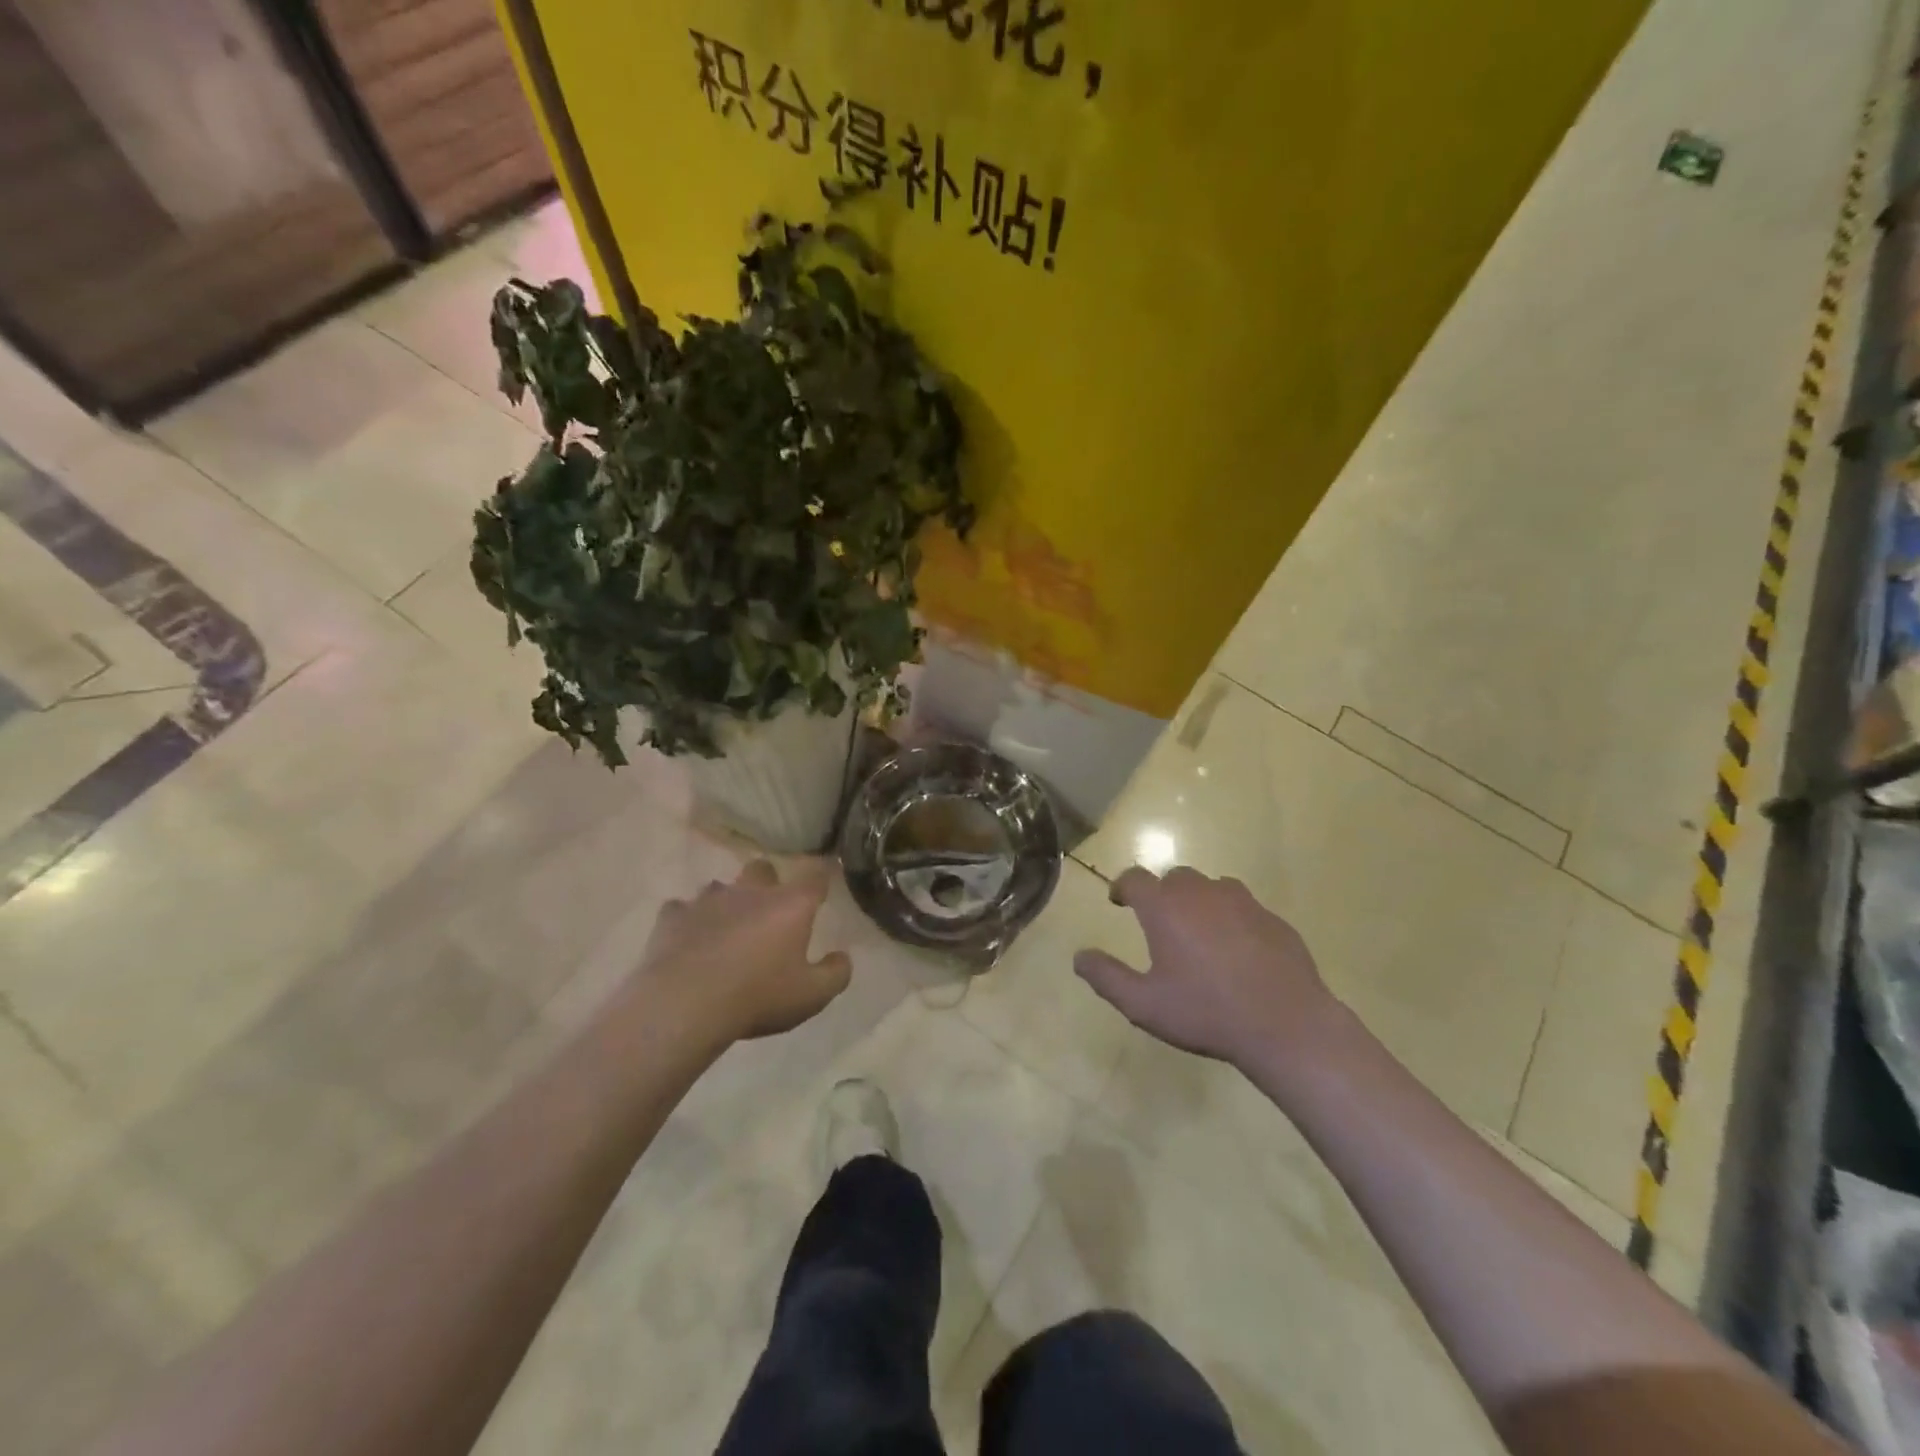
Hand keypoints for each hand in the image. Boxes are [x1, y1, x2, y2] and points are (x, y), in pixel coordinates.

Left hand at [638, 859, 851, 1046]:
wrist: (684, 1005)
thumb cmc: (757, 996)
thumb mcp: (811, 996)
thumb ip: (835, 974)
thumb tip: (843, 957)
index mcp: (790, 905)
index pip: (815, 876)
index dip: (821, 878)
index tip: (822, 887)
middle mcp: (751, 892)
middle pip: (763, 869)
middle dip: (767, 882)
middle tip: (768, 911)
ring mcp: (708, 900)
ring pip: (721, 887)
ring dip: (727, 903)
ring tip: (726, 930)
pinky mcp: (672, 916)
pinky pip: (682, 910)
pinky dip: (688, 922)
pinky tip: (688, 941)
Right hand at [1075, 866, 1339, 1070]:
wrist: (1286, 1025)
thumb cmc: (1206, 1013)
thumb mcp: (1144, 1004)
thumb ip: (1107, 977)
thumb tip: (1078, 956)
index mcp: (1165, 908)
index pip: (1134, 878)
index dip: (1122, 886)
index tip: (1118, 901)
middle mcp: (1202, 893)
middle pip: (1174, 878)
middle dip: (1162, 894)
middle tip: (1160, 923)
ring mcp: (1243, 902)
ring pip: (1212, 887)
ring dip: (1199, 902)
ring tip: (1199, 934)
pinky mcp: (1273, 919)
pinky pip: (1244, 908)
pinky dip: (1232, 919)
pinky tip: (1237, 952)